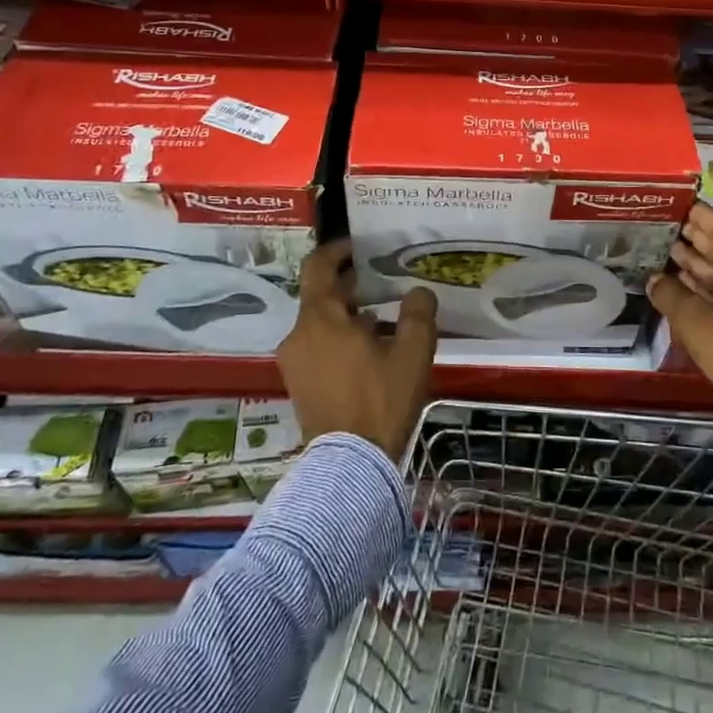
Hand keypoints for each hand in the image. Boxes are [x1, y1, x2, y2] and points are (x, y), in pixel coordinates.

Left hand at [278, 239, 436, 461]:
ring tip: (385, 323)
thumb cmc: (380, 399)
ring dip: (349, 317)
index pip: (318, 266)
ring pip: (321, 324)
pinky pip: (318, 348)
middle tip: (385, 284)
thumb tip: (418, 292)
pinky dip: (340, 340)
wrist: (349, 465)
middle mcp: (298, 335)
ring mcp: (294, 363)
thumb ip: (418, 313)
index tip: (360, 247)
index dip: (338, 250)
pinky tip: (371, 354)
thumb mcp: (412, 352)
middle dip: (352, 288)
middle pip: (321, 297)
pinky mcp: (298, 386)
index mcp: (320, 318)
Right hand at [648, 202, 712, 437]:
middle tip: (664, 224)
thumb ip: (672, 295)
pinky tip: (685, 288)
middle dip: (696, 238)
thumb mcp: (699, 324)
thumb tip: (653, 279)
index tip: (674, 202)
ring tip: (667, 252)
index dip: (698, 213)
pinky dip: (710, 289)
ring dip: (700, 264)